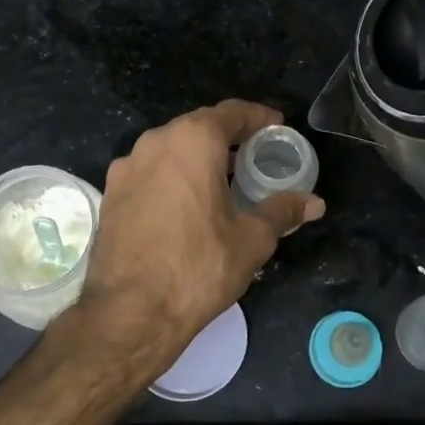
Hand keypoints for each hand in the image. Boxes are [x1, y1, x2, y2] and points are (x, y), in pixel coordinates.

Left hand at [63, 100, 325, 379]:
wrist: (129, 312)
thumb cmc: (199, 266)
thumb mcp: (252, 239)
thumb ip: (282, 211)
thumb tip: (314, 203)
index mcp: (193, 140)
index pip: (232, 112)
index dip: (258, 118)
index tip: (276, 128)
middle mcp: (155, 142)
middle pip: (199, 127)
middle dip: (228, 138)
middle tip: (253, 157)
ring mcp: (126, 167)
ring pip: (170, 149)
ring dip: (197, 157)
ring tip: (221, 182)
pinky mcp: (110, 194)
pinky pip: (150, 172)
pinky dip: (172, 177)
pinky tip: (186, 206)